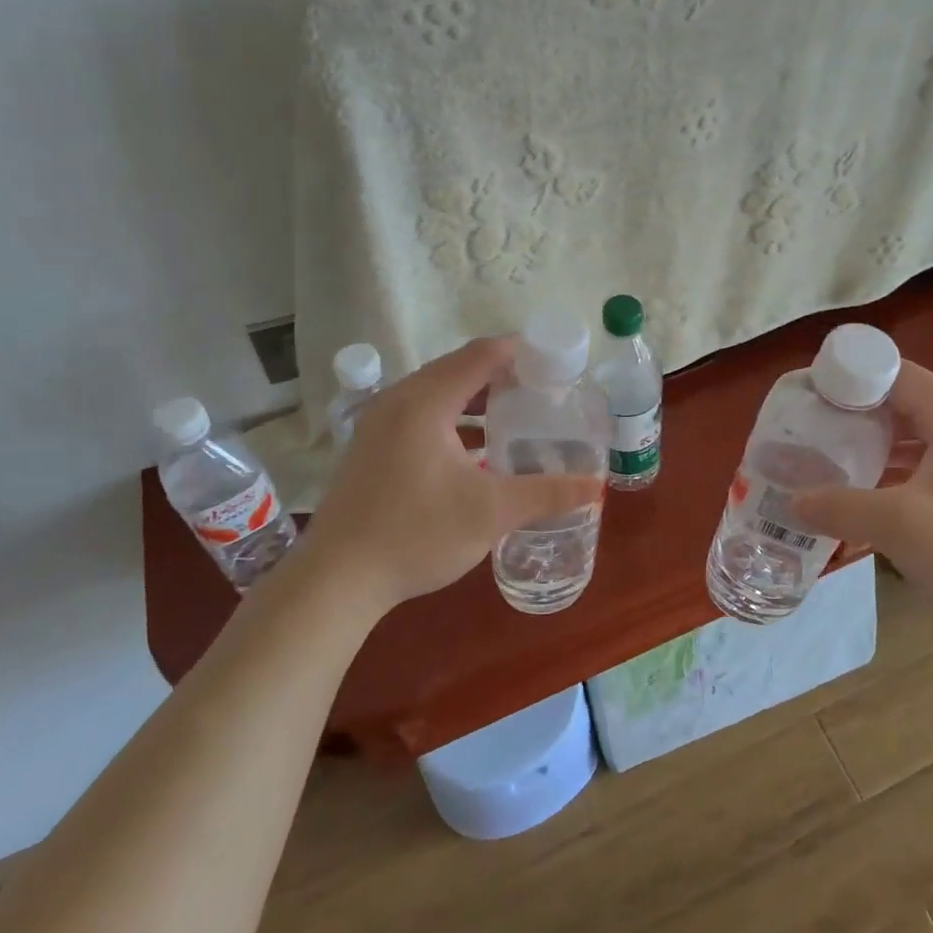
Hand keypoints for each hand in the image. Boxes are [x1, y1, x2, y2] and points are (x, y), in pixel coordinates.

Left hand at [295, 337, 602, 609]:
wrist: (337, 580)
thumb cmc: (416, 535)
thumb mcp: (491, 513)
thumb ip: (546, 494)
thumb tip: (596, 487)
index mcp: (425, 402)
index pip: (481, 355)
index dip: (521, 352)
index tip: (555, 364)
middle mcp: (398, 400)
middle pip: (458, 368)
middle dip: (502, 374)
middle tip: (543, 391)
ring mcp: (379, 423)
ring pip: (437, 392)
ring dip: (476, 397)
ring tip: (516, 414)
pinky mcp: (371, 446)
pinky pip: (421, 413)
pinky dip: (453, 417)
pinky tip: (476, 449)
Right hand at [791, 362, 932, 638]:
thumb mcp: (897, 526)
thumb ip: (839, 507)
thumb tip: (792, 502)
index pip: (897, 374)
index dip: (852, 380)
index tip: (813, 397)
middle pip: (909, 400)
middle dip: (861, 414)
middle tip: (818, 430)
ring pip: (924, 432)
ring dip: (882, 443)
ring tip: (838, 458)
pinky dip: (905, 466)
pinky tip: (877, 490)